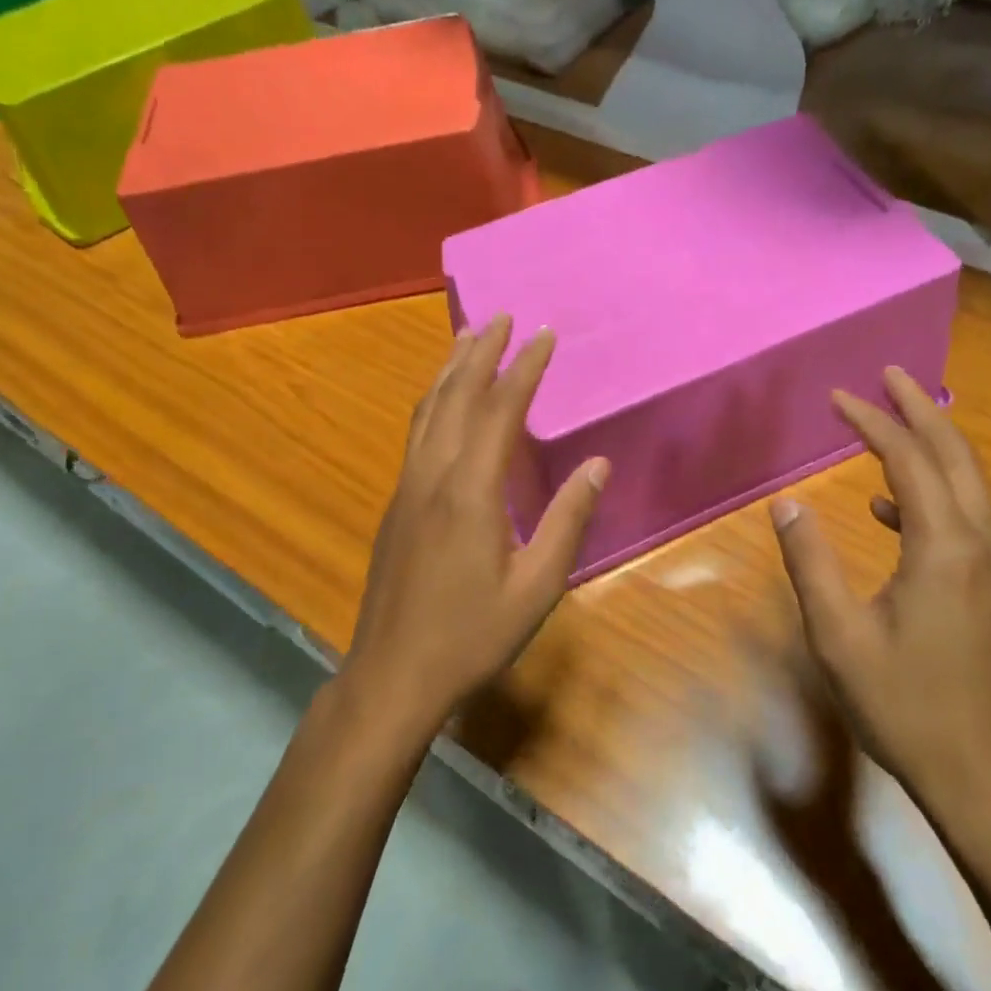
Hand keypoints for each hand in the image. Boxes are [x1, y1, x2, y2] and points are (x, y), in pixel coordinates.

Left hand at [341, 314, 608, 738]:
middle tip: (500, 316)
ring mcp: (407, 488)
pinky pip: (416, 433)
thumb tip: (598, 464)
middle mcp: (433, 476)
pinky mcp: (396, 504)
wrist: (392, 675)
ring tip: (467, 337)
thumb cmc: (472, 635)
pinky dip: (433, 400)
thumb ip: (568, 520)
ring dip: (450, 369)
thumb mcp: (537, 586)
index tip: (543, 334)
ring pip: (427, 411)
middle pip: (456, 397)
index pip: (500, 411)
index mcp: (471, 491)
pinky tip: (441, 401)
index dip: (523, 368)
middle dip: (480, 352)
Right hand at [770, 367, 990, 834]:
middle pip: (955, 454)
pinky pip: (968, 516)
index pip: (908, 459)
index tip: (837, 396)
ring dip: (931, 444)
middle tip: (888, 374)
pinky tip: (890, 509)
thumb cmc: (905, 706)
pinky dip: (932, 493)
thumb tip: (786, 503)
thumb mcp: (839, 636)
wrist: (986, 775)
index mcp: (945, 547)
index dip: (872, 421)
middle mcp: (983, 543)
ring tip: (890, 422)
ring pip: (969, 482)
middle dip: (920, 408)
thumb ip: (810, 562)